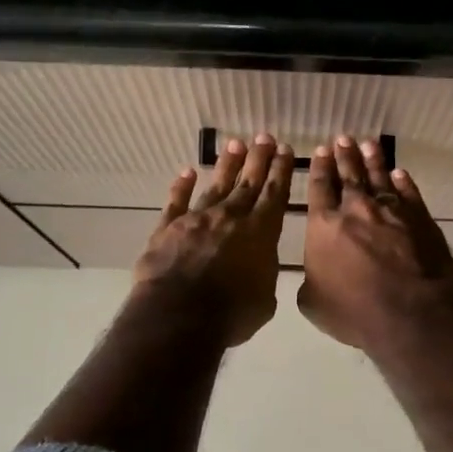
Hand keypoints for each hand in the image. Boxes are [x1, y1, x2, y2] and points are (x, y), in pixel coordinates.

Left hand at [134, 135, 294, 347]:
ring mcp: (197, 219)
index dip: (280, 171)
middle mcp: (230, 217)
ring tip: (235, 144)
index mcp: (260, 233)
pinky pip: (176, 201)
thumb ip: (263, 274)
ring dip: (227, 165)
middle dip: (258, 159)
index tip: (284, 150)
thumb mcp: (264, 299)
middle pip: (247, 183)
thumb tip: (258, 265)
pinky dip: (181, 186)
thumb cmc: (232, 313)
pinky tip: (186, 172)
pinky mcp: (168, 227)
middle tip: (264, 137)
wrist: (180, 314)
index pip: (274, 194)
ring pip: (215, 185)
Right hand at [298, 136, 452, 350]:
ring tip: (369, 144)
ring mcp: (391, 211)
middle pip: (349, 176)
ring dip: (373, 160)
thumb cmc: (354, 311)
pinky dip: (403, 181)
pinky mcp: (420, 218)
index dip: (320, 169)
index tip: (321, 151)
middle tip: (342, 139)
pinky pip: (408, 193)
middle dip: (344, 156)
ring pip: (379, 177)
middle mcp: (356, 210)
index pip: (320, 189)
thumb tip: (314, 275)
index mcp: (324, 226)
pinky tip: (399, 173)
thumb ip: (310, 282)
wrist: (409, 312)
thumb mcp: (314, 304)